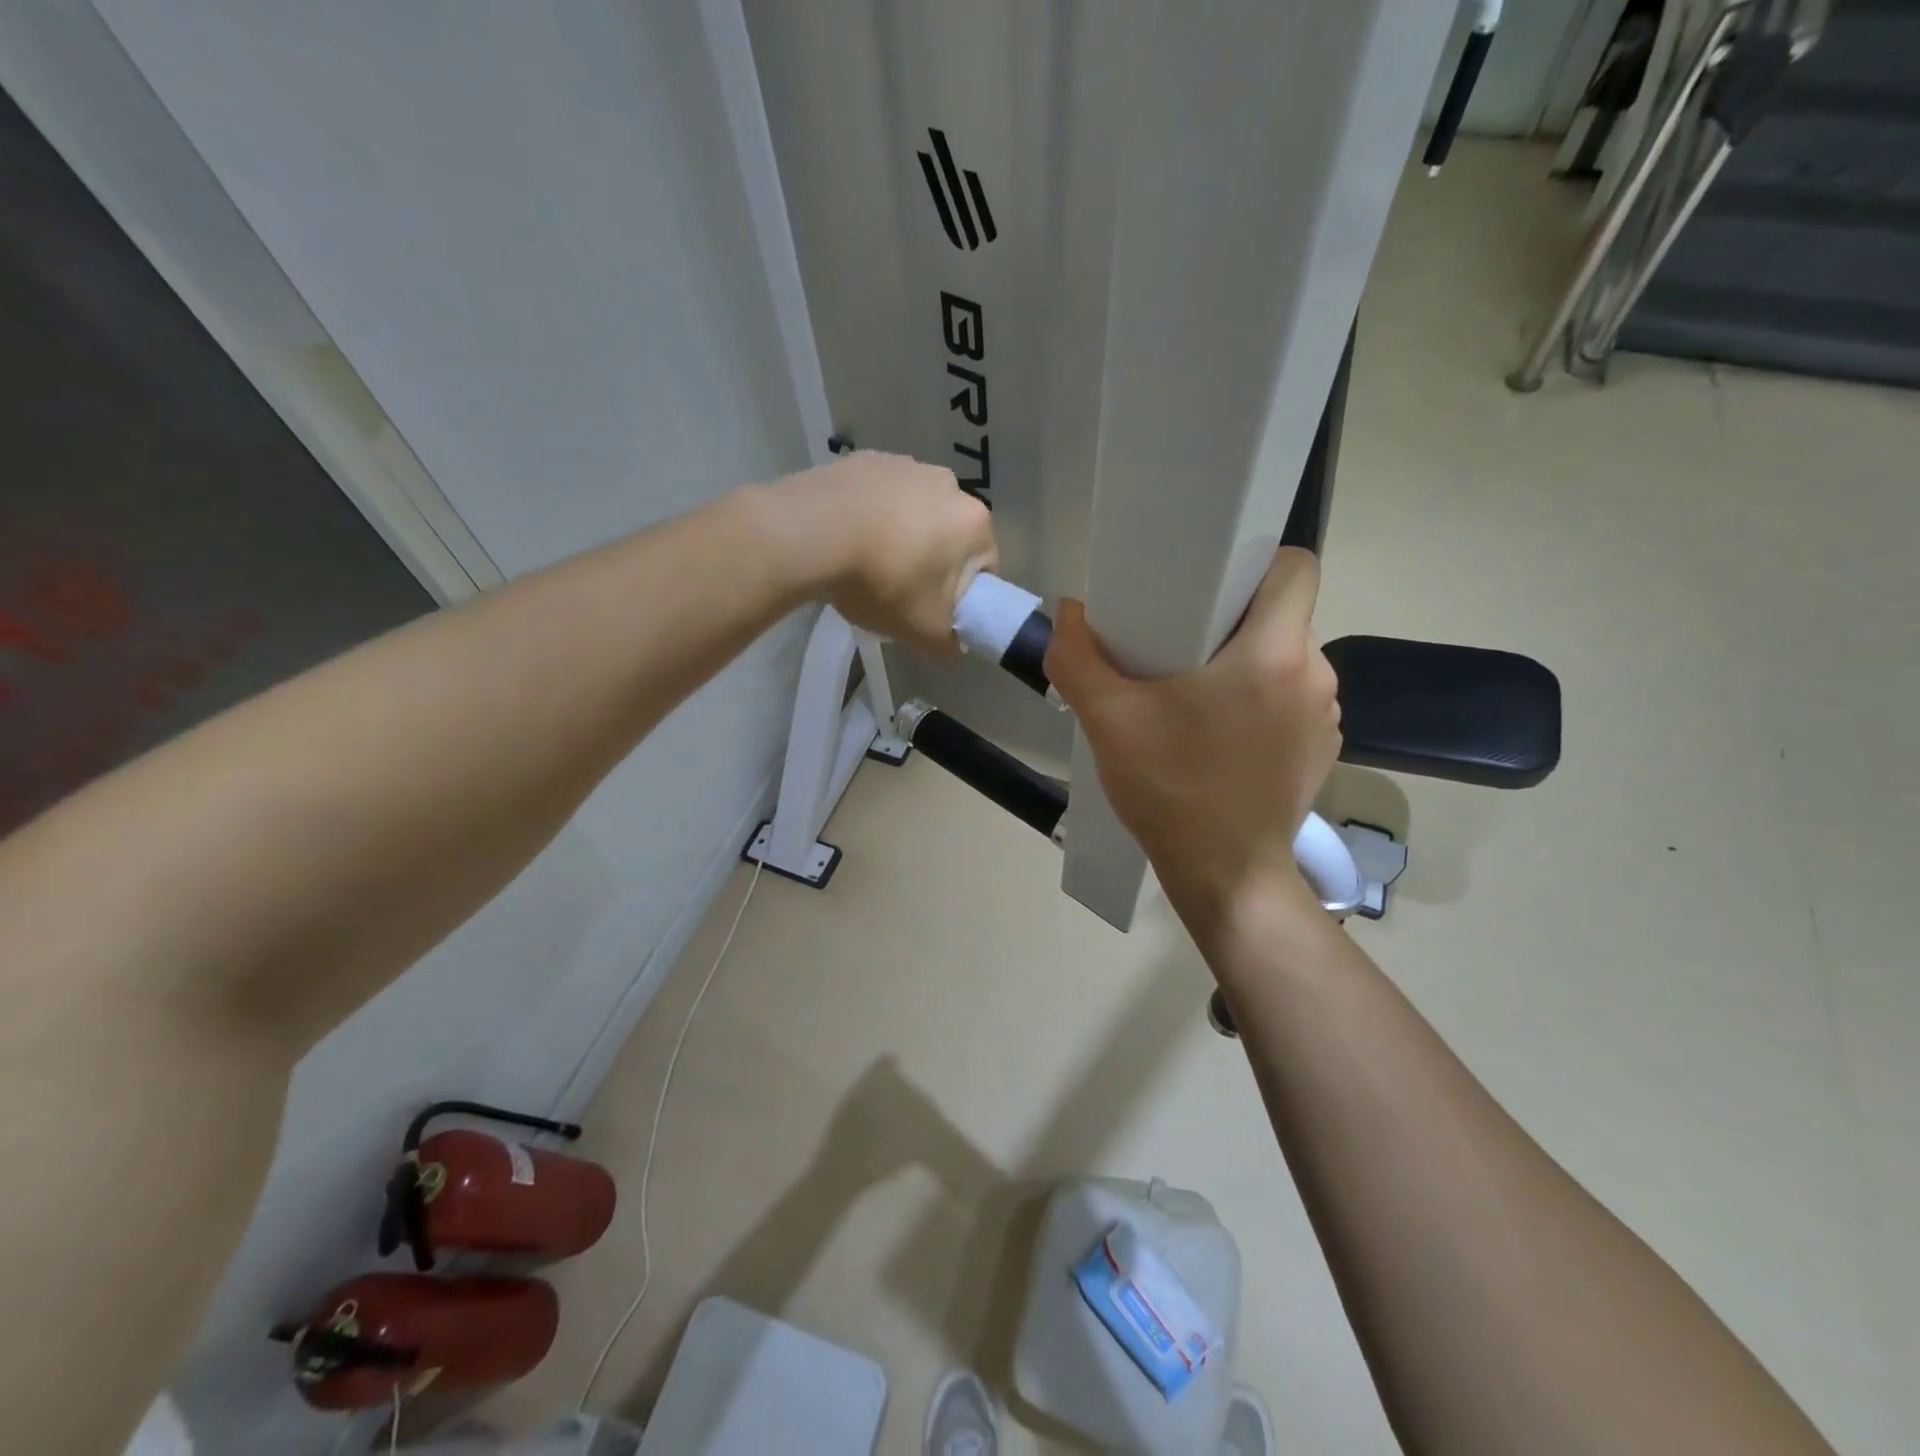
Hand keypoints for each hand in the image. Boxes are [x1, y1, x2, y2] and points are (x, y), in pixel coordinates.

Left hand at [772, 451, 996, 654]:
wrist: (811, 534)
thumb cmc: (883, 581)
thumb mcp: (923, 631)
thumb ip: (948, 645)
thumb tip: (952, 646)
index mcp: (974, 521)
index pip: (984, 568)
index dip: (962, 596)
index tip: (935, 612)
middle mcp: (948, 484)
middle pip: (948, 536)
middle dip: (930, 563)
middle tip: (899, 592)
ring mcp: (905, 465)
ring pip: (912, 513)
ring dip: (899, 537)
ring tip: (866, 565)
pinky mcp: (865, 459)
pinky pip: (877, 497)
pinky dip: (868, 516)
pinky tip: (845, 540)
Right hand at [1046, 546, 1341, 931]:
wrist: (1226, 876)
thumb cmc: (1171, 790)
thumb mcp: (1108, 721)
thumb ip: (1077, 657)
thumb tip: (1071, 611)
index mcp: (1273, 653)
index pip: (1294, 567)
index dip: (1256, 562)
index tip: (1210, 584)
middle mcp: (1314, 675)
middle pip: (1282, 615)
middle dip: (1234, 618)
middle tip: (1181, 643)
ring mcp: (1325, 717)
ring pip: (1287, 659)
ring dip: (1248, 664)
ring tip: (1196, 695)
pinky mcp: (1322, 750)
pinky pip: (1293, 701)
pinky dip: (1262, 703)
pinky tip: (1222, 737)